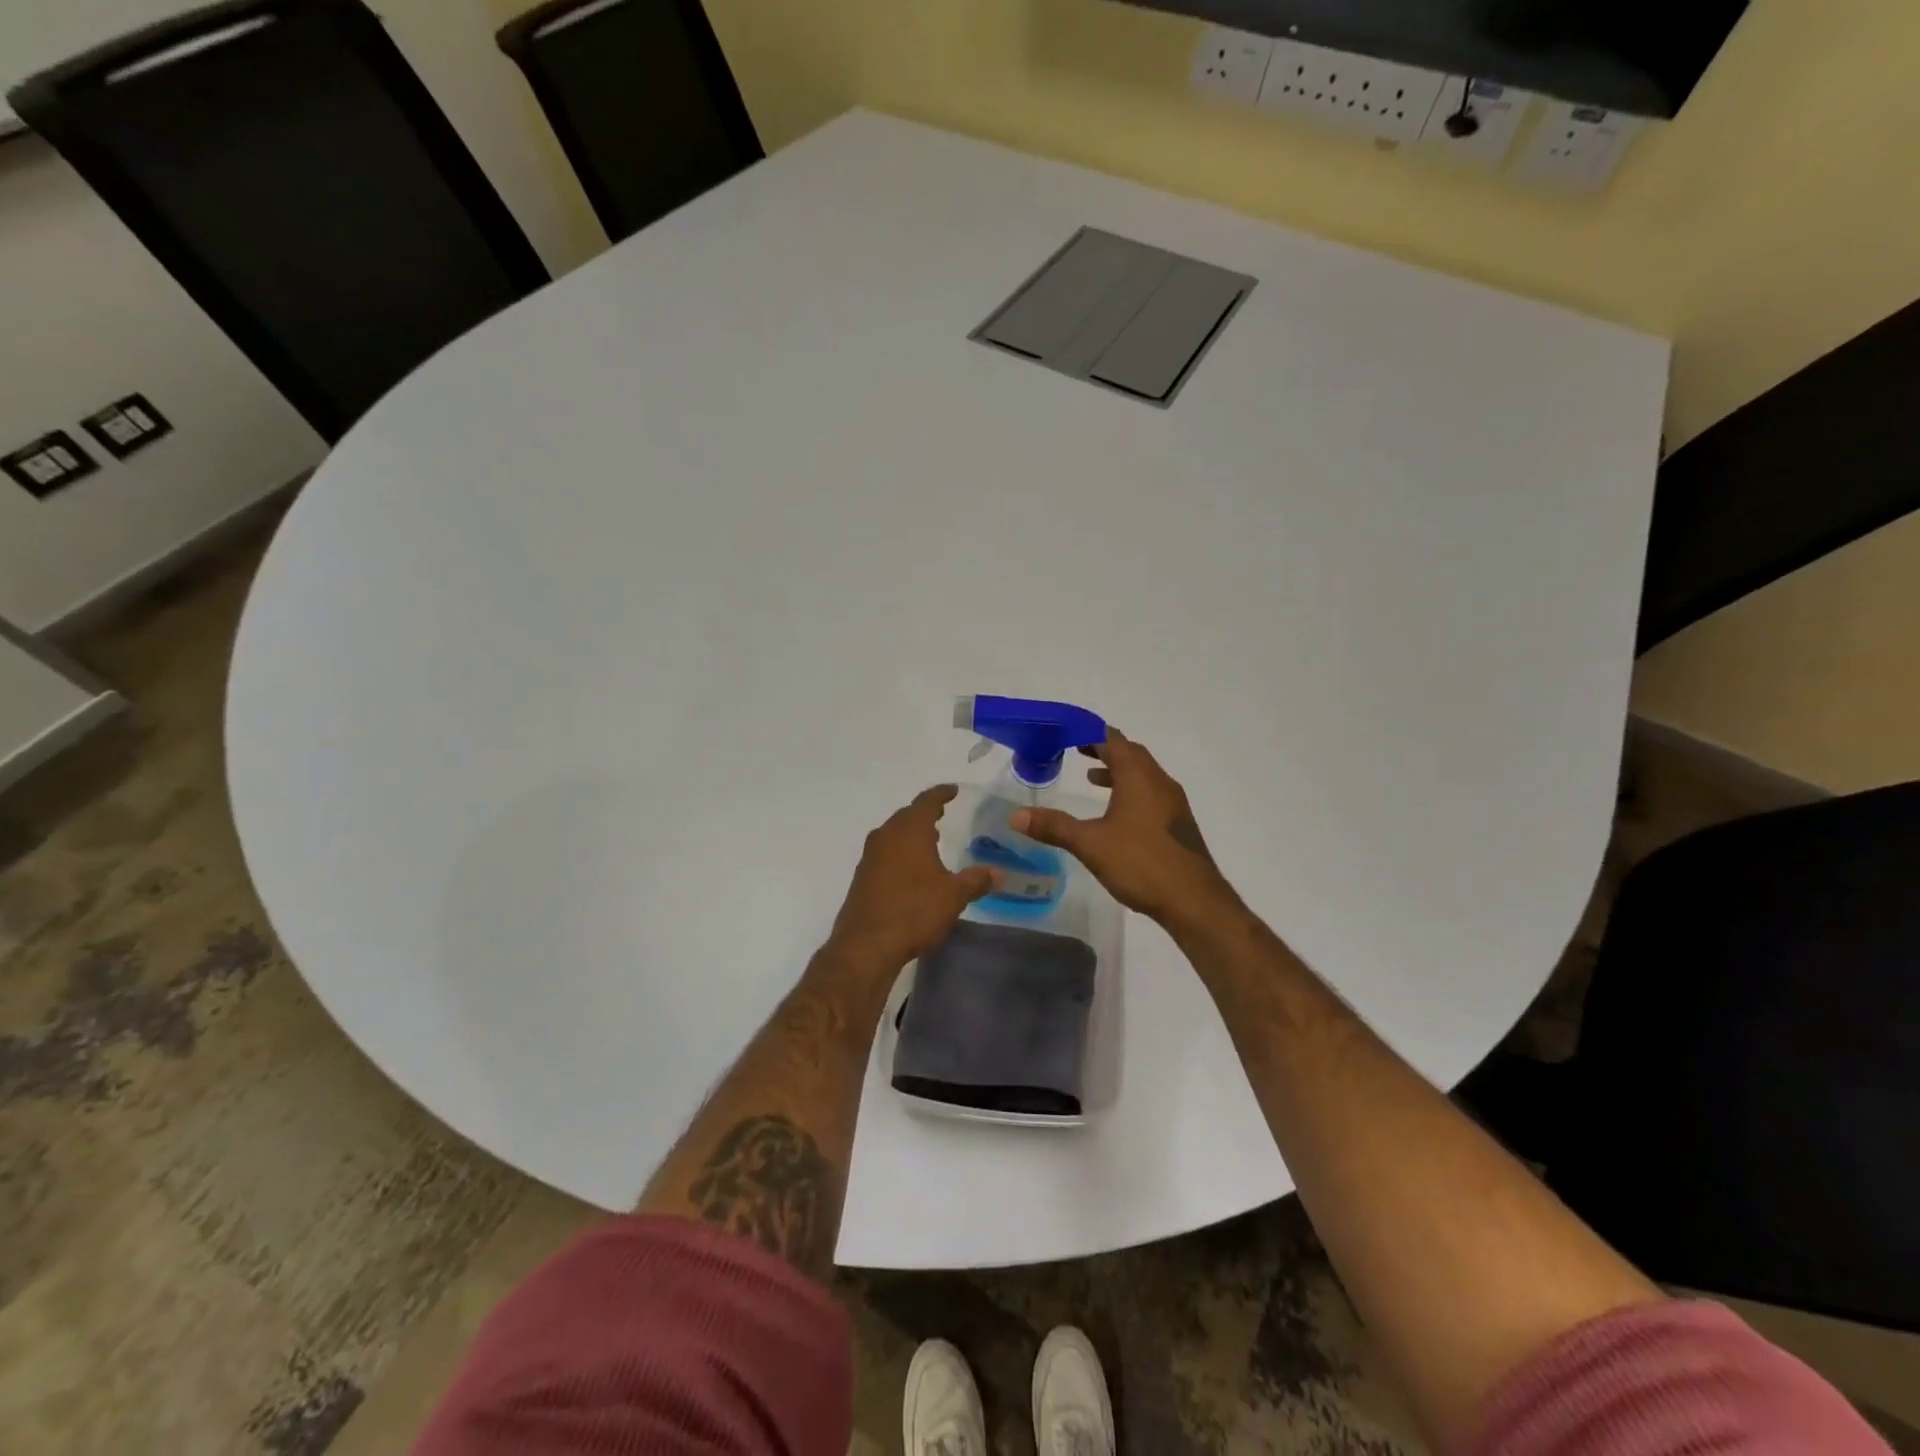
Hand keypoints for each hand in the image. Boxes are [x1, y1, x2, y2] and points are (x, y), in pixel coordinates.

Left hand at [826, 785, 995, 971]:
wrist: (866, 945)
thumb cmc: (914, 911)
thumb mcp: (953, 896)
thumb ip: (976, 880)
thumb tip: (998, 873)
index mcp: (909, 831)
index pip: (926, 801)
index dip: (941, 794)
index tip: (953, 791)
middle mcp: (886, 836)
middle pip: (906, 816)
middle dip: (925, 813)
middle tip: (942, 815)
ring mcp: (870, 857)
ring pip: (893, 834)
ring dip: (910, 834)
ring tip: (930, 841)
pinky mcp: (862, 877)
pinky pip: (884, 853)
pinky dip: (900, 852)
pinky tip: (911, 869)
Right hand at [1012, 729, 1235, 927]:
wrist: (1194, 900)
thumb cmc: (1141, 863)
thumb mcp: (1091, 844)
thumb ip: (1054, 827)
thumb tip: (1016, 815)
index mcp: (1139, 777)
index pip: (1113, 740)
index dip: (1090, 732)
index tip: (1067, 732)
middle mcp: (1159, 782)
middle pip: (1130, 753)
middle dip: (1103, 749)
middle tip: (1076, 749)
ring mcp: (1172, 803)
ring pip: (1143, 774)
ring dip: (1118, 770)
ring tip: (1092, 777)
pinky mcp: (1177, 823)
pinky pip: (1150, 793)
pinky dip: (1130, 790)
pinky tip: (1117, 814)